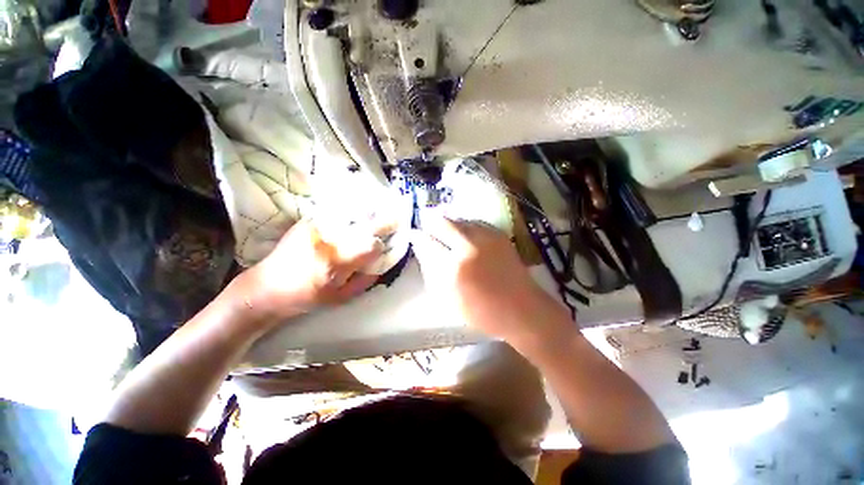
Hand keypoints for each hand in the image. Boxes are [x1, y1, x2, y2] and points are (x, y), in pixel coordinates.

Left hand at [240, 218, 383, 320]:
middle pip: (364, 225)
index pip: (371, 246)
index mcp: (335, 264)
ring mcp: (315, 227)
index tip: (382, 248)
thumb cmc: (304, 298)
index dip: (381, 246)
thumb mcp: (340, 298)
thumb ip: (365, 281)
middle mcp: (326, 241)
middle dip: (382, 223)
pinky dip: (350, 213)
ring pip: (352, 214)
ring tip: (374, 216)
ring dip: (367, 215)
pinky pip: (337, 212)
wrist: (265, 289)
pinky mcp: (307, 222)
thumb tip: (382, 264)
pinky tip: (354, 217)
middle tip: (393, 220)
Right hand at [409, 217, 570, 344]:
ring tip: (445, 232)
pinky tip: (464, 235)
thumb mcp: (449, 299)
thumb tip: (422, 249)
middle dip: (430, 222)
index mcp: (454, 268)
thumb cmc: (483, 312)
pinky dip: (464, 226)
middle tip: (427, 227)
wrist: (523, 309)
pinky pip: (473, 222)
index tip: (414, 235)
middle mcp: (469, 246)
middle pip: (442, 221)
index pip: (427, 241)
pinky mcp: (498, 234)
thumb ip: (433, 271)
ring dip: (448, 223)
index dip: (418, 236)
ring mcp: (486, 237)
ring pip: (458, 219)